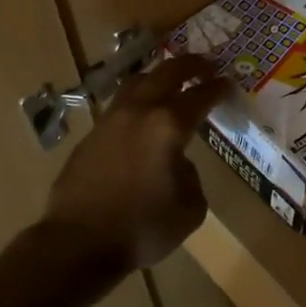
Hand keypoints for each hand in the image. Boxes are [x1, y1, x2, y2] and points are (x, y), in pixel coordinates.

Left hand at [42, 54, 227, 274]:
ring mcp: (110, 120)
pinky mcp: (90, 135)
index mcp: (168, 126)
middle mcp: (139, 112)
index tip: (228, 82)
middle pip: (166, 73)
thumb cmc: (141, 228)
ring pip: (137, 83)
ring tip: (170, 81)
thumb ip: (191, 177)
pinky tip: (141, 116)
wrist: (78, 242)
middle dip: (189, 65)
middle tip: (204, 64)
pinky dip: (137, 101)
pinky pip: (119, 106)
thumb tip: (178, 163)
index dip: (217, 88)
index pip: (199, 96)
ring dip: (158, 77)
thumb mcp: (189, 210)